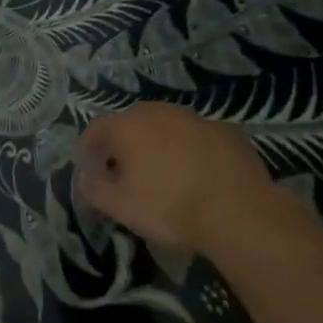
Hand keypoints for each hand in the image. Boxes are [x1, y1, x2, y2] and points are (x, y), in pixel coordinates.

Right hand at [77, 102, 271, 248]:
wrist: (238, 210)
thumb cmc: (170, 207)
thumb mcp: (122, 207)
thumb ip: (95, 190)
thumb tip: (85, 178)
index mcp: (127, 126)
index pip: (96, 129)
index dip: (89, 148)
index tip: (90, 168)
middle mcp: (157, 112)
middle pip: (131, 123)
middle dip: (124, 144)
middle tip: (126, 172)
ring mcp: (193, 118)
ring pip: (166, 126)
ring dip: (159, 143)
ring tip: (164, 172)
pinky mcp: (225, 129)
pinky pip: (197, 136)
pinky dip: (190, 149)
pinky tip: (198, 174)